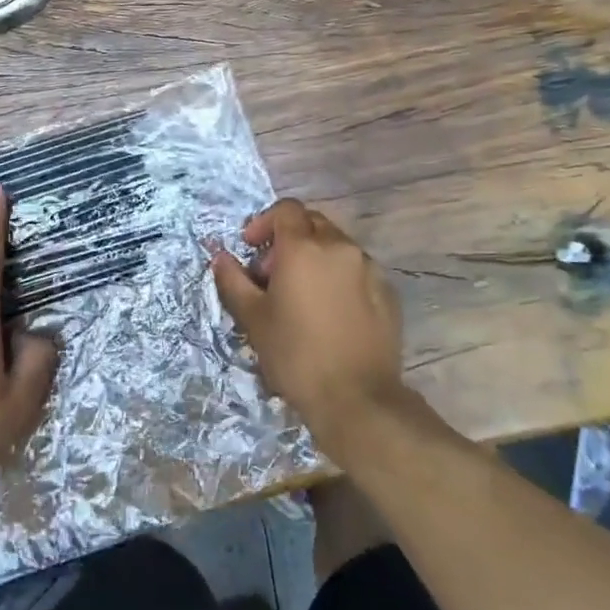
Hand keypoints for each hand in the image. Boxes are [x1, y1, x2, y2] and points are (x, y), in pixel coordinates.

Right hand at [210, 198, 408, 464]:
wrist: (357, 398)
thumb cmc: (295, 355)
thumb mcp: (253, 318)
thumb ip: (233, 280)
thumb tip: (221, 257)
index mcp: (304, 248)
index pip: (286, 210)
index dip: (264, 222)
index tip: (252, 249)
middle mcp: (340, 247)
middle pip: (312, 223)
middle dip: (289, 239)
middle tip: (273, 274)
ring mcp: (369, 269)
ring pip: (336, 246)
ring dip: (315, 258)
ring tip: (302, 296)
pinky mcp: (388, 292)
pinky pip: (358, 270)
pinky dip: (339, 277)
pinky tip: (330, 312)